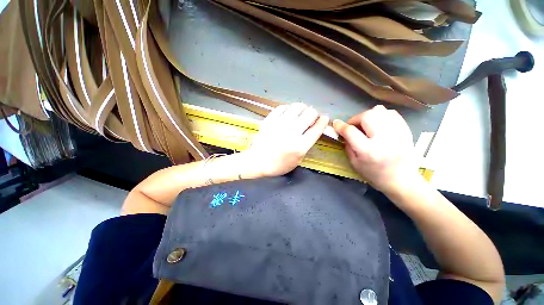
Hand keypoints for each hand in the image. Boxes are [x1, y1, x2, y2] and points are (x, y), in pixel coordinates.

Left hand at [245, 103, 328, 176]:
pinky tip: (288, 112)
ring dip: (302, 108)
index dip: (323, 121)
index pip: (317, 128)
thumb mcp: (297, 160)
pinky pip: (282, 107)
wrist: (257, 161)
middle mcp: (292, 132)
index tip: (324, 118)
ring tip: (300, 112)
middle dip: (313, 113)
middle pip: (309, 114)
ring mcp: (280, 124)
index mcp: (300, 145)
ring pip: (297, 107)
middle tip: (310, 116)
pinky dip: (288, 108)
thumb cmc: (278, 164)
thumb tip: (312, 129)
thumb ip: (306, 145)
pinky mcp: (269, 120)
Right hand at [333, 105, 419, 193]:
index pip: (351, 131)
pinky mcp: (406, 131)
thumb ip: (348, 146)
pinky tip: (378, 124)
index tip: (336, 123)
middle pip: (367, 116)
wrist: (402, 180)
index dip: (341, 126)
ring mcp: (397, 133)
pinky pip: (392, 113)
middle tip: (353, 126)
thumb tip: (343, 132)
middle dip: (355, 119)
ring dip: (368, 115)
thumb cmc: (374, 175)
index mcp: (368, 151)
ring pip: (380, 111)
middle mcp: (383, 139)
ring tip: (366, 124)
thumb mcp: (355, 164)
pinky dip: (381, 115)